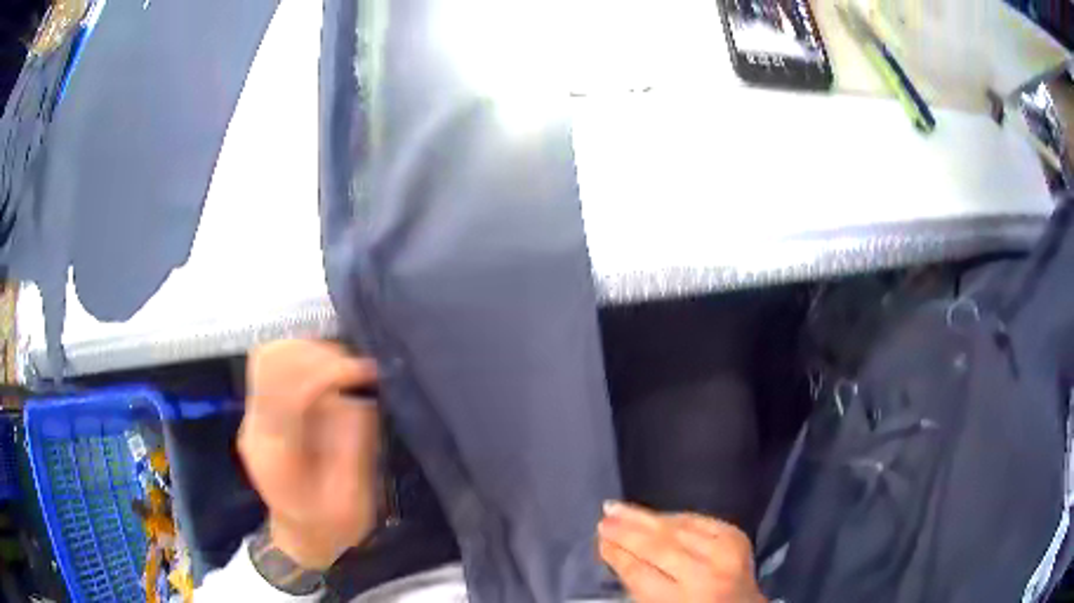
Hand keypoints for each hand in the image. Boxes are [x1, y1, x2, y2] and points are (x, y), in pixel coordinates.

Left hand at [239, 340, 381, 570]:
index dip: (328, 372)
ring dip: (310, 351)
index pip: (289, 391)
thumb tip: (360, 394)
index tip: (365, 372)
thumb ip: (354, 445)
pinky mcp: (263, 408)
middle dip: (317, 354)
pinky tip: (330, 369)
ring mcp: (255, 414)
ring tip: (345, 366)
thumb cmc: (329, 525)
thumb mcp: (352, 498)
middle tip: (356, 367)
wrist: (301, 535)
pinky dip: (304, 356)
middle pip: (270, 362)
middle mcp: (256, 425)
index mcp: (276, 454)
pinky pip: (275, 365)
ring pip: (269, 355)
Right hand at [598, 502, 765, 602]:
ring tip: (619, 508)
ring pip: (678, 529)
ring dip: (646, 518)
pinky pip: (700, 520)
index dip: (617, 554)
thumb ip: (640, 583)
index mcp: (681, 602)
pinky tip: (656, 514)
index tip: (600, 540)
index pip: (640, 573)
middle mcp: (705, 576)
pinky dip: (676, 517)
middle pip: (658, 547)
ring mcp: (725, 554)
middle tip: (604, 517)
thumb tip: (614, 549)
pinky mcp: (737, 538)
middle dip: (627, 531)